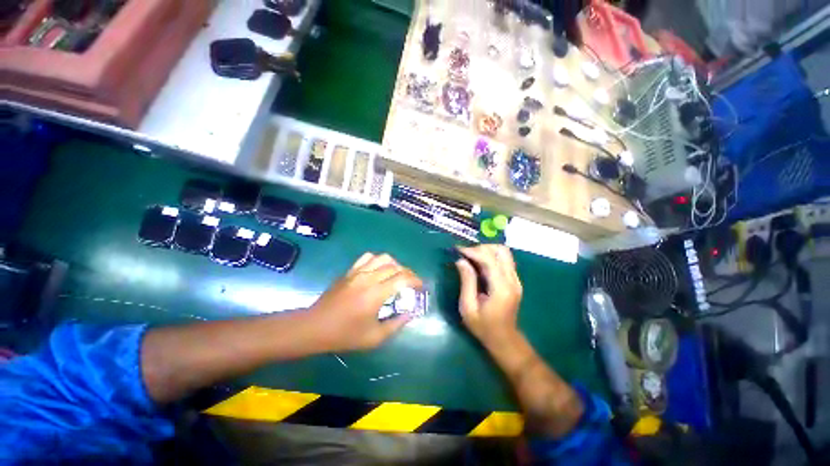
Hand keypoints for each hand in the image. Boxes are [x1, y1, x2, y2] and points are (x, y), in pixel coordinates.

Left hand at [308, 253, 422, 351]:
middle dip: (408, 273)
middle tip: (412, 283)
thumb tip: (411, 313)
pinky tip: (379, 270)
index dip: (416, 280)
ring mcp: (358, 272)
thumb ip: (396, 324)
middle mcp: (368, 278)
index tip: (421, 287)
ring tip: (397, 275)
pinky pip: (368, 257)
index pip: (403, 278)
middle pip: (395, 266)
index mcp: (376, 294)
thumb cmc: (345, 335)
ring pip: (383, 258)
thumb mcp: (374, 338)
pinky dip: (378, 260)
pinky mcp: (350, 271)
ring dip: (395, 264)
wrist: (315, 327)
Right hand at [455, 245, 522, 347]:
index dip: (473, 251)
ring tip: (471, 257)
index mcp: (501, 288)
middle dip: (481, 248)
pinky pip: (504, 260)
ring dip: (487, 250)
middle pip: (501, 251)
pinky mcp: (514, 280)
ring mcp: (516, 280)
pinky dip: (491, 256)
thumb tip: (460, 260)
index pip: (489, 260)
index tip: (458, 249)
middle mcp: (512, 280)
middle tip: (465, 254)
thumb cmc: (483, 327)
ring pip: (504, 252)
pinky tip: (479, 263)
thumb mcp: (468, 307)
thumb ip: (466, 282)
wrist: (504, 340)